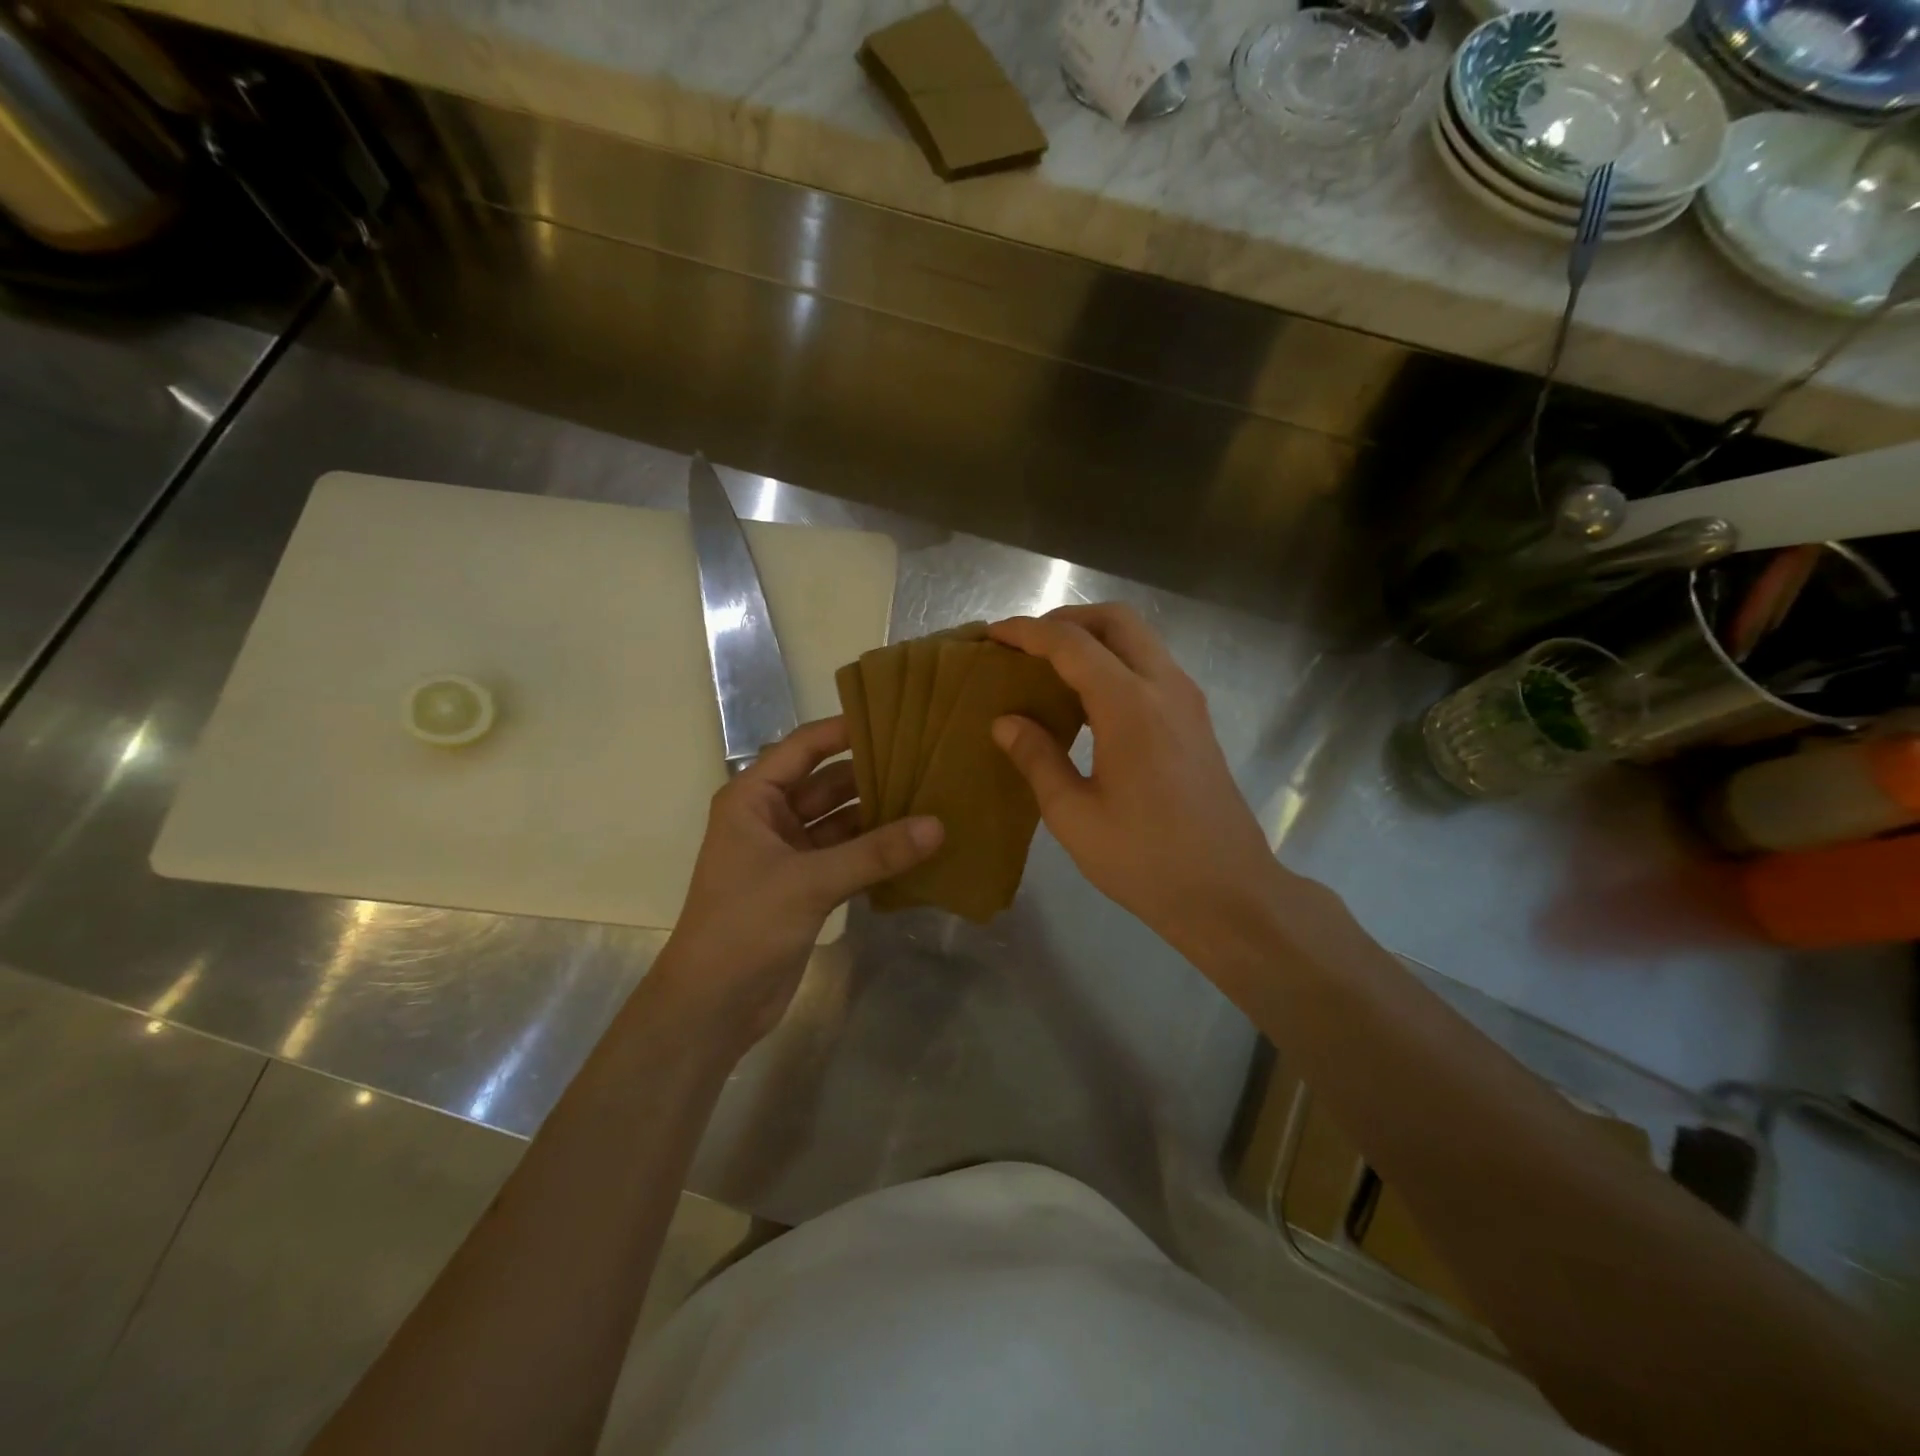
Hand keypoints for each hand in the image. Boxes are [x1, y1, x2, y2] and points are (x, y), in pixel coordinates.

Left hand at [651, 717, 941, 1050]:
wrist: (713, 1005)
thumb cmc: (745, 925)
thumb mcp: (810, 881)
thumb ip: (875, 853)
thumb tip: (938, 826)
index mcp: (753, 798)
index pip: (803, 747)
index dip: (844, 730)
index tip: (895, 718)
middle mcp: (770, 818)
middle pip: (828, 784)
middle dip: (872, 775)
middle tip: (928, 761)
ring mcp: (789, 854)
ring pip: (841, 822)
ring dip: (878, 816)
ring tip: (932, 800)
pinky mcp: (805, 887)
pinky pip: (847, 856)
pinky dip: (875, 852)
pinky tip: (916, 846)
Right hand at [989, 605, 1280, 953]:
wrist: (1228, 892)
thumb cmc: (1145, 859)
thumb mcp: (1074, 815)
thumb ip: (1037, 758)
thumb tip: (1006, 721)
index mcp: (1130, 706)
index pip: (1072, 644)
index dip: (1028, 632)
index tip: (993, 635)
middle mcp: (1165, 687)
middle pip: (1116, 620)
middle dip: (1066, 620)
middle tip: (1027, 645)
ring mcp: (1188, 701)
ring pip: (1139, 640)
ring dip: (1094, 639)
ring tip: (1051, 668)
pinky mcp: (1196, 720)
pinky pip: (1151, 666)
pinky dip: (1115, 662)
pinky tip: (1088, 700)